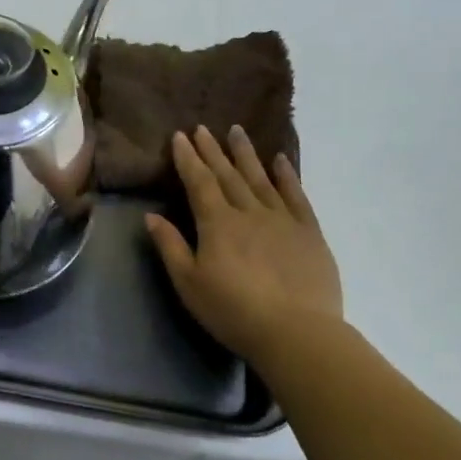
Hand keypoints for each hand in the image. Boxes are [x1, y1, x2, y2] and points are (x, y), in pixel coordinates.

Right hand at [144, 125, 342, 364]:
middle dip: (212, 150)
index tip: (180, 136)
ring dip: (246, 154)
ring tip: (237, 131)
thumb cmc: (233, 311)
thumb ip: (171, 246)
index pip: (198, 182)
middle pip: (227, 175)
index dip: (188, 159)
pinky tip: (280, 160)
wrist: (296, 332)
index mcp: (217, 224)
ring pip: (261, 178)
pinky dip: (287, 175)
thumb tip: (151, 216)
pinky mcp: (309, 232)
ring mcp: (282, 219)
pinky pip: (297, 195)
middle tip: (203, 128)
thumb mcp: (189, 284)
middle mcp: (249, 212)